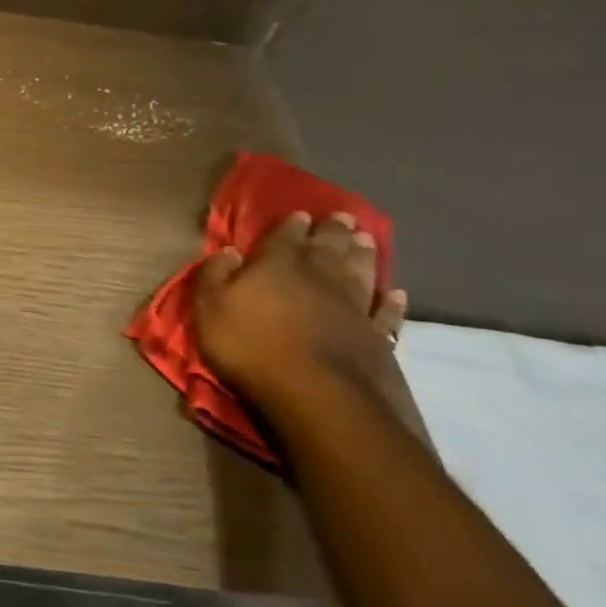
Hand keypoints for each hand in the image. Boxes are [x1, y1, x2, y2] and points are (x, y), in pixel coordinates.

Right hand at [193, 211, 406, 411]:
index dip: (291, 224)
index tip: (300, 213)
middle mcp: (320, 276)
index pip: (285, 236)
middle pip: (329, 246)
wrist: (315, 392)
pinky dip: (391, 302)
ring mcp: (354, 306)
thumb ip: (215, 275)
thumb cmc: (250, 345)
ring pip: (361, 271)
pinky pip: (386, 313)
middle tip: (344, 216)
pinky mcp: (376, 337)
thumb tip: (227, 251)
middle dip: (334, 230)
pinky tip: (395, 293)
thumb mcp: (210, 307)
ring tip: (368, 239)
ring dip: (364, 254)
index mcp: (277, 264)